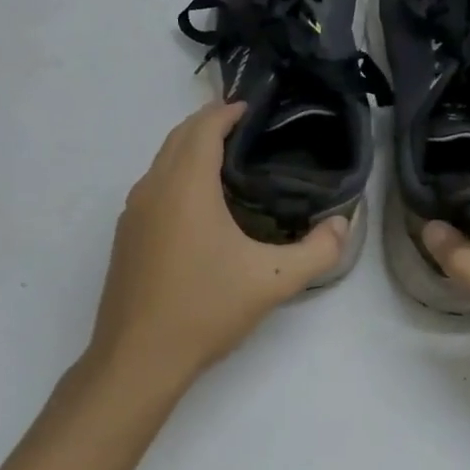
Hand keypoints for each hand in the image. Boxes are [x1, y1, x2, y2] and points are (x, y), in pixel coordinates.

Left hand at [89, 102, 348, 391]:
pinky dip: (176, 173)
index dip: (227, 111)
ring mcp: (133, 212)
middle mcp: (153, 188)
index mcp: (185, 186)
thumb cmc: (204, 309)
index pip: (203, 127)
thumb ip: (318, 251)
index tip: (253, 109)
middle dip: (209, 124)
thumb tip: (343, 224)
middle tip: (246, 129)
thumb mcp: (272, 281)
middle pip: (179, 136)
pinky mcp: (125, 235)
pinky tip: (199, 204)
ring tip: (227, 161)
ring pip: (162, 160)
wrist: (137, 359)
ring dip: (190, 148)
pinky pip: (153, 185)